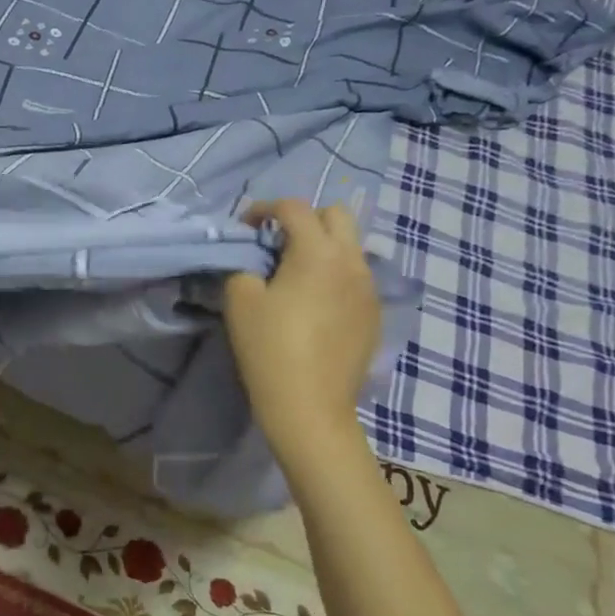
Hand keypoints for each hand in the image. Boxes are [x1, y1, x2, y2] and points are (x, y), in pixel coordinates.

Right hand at [224, 200, 381, 452]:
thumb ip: (243, 266)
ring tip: (296, 275)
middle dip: (305, 219)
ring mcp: (369, 288)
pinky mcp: (374, 314)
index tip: (245, 227)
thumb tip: (253, 260)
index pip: (293, 208)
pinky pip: (356, 277)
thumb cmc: (269, 349)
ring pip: (350, 247)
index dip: (264, 209)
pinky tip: (315, 305)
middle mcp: (352, 261)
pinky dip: (335, 276)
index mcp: (317, 252)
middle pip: (336, 215)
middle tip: (277, 244)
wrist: (310, 407)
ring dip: (323, 248)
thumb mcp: (240, 301)